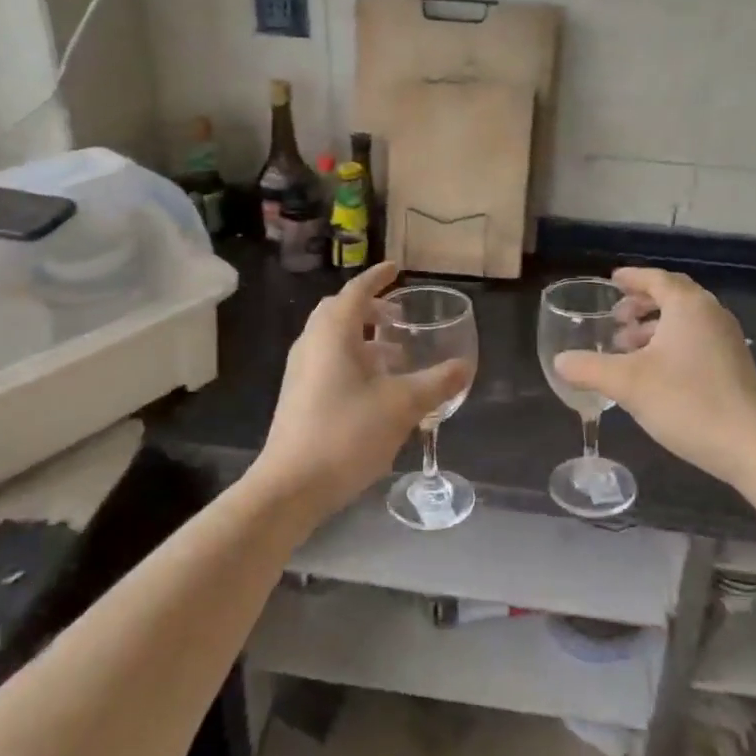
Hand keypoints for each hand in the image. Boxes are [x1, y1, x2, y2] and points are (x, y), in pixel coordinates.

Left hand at [250, 263, 472, 521]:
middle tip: (398, 316)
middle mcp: (312, 344)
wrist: (290, 487)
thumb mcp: (401, 406)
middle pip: (340, 312)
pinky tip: (376, 389)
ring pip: (333, 340)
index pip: (356, 291)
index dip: (377, 277)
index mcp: (332, 333)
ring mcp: (301, 372)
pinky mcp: (299, 397)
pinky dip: (354, 360)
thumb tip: (465, 367)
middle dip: (370, 308)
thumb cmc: (346, 434)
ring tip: (396, 355)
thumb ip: (436, 383)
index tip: (397, 268)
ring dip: (363, 338)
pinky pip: (328, 362)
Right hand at [553, 268, 755, 490]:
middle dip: (641, 303)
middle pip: (672, 296)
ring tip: (626, 347)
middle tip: (615, 316)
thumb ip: (590, 368)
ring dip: (654, 327)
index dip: (632, 278)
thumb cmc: (688, 402)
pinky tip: (653, 372)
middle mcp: (711, 314)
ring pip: (684, 321)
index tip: (611, 281)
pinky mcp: (734, 365)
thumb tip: (560, 361)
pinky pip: (695, 339)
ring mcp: (727, 340)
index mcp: (688, 306)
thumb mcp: (628, 384)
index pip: (656, 279)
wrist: (752, 446)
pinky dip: (670, 343)